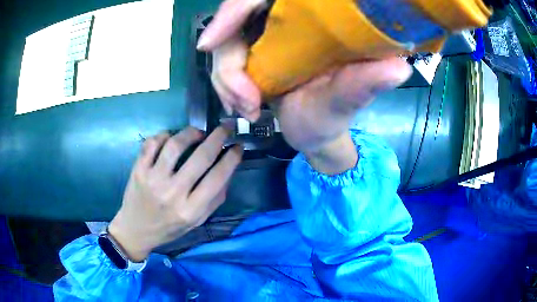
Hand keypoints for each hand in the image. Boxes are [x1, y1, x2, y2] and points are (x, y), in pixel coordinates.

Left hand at [109, 127, 242, 261]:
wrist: (136, 230)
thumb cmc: (169, 228)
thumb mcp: (197, 221)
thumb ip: (214, 199)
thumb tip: (227, 169)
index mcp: (191, 210)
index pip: (218, 178)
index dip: (232, 158)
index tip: (238, 146)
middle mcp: (173, 193)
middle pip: (200, 157)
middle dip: (218, 137)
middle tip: (225, 127)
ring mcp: (153, 180)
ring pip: (175, 145)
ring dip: (191, 132)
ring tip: (198, 132)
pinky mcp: (138, 170)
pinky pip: (152, 143)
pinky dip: (164, 135)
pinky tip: (170, 138)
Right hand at [198, 0, 410, 173]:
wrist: (314, 131)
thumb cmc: (334, 116)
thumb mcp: (347, 101)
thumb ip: (365, 83)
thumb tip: (399, 68)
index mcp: (316, 20)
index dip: (235, 10)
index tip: (210, 43)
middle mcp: (288, 19)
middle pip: (237, 18)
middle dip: (229, 60)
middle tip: (244, 100)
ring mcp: (266, 35)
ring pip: (225, 42)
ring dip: (226, 79)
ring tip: (248, 109)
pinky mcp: (253, 50)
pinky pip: (223, 58)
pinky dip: (224, 84)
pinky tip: (240, 104)